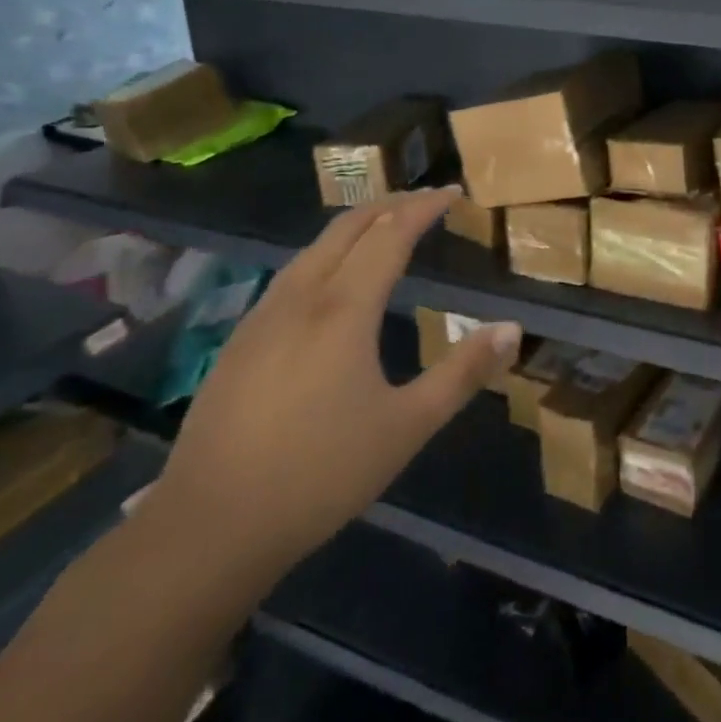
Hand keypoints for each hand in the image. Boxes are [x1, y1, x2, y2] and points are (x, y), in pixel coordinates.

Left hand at [147, 187, 519, 579]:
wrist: (209, 528)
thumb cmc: (321, 474)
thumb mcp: (408, 426)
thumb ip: (462, 373)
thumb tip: (512, 329)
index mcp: (344, 309)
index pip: (390, 233)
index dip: (423, 207)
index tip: (452, 193)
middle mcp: (300, 298)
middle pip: (347, 227)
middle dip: (388, 205)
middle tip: (424, 201)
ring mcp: (262, 318)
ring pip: (313, 248)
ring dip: (354, 227)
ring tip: (384, 229)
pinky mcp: (239, 342)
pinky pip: (291, 275)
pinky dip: (326, 256)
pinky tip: (331, 284)